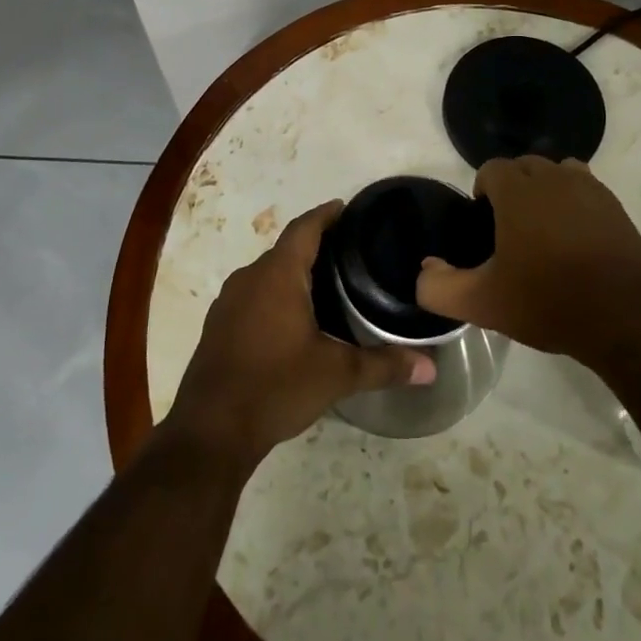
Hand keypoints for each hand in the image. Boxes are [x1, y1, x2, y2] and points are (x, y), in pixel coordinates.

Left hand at [166, 201, 435, 466]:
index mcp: (278, 274)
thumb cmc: (276, 386)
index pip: (305, 228)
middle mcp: (249, 278)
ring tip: (328, 284)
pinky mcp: (218, 326)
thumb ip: (384, 365)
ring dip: (294, 272)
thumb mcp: (336, 375)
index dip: (326, 214)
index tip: (347, 208)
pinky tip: (294, 319)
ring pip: (267, 274)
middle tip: (351, 253)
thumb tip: (429, 368)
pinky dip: (275, 295)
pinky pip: (253, 295)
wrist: (210, 431)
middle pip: (286, 249)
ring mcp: (228, 302)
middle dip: (316, 246)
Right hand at [416, 156, 640, 360]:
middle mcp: (554, 177)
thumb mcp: (482, 303)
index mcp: (519, 191)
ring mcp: (590, 189)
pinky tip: (575, 238)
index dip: (482, 192)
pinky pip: (586, 189)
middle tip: (509, 231)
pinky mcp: (616, 207)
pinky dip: (575, 203)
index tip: (484, 225)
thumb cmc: (548, 301)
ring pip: (558, 173)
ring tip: (543, 229)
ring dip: (546, 190)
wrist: (624, 317)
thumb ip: (439, 287)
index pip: (491, 169)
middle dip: (513, 189)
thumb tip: (425, 269)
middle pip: (525, 166)